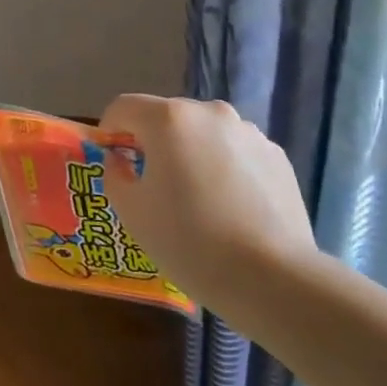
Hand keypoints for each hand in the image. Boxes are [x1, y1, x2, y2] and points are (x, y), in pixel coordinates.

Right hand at [98, 94, 317, 297]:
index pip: (124, 107)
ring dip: (191, 153)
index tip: (112, 160)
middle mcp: (210, 112)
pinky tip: (230, 207)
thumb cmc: (189, 240)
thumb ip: (115, 175)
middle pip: (167, 117)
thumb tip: (121, 161)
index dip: (110, 130)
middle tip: (152, 184)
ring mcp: (248, 132)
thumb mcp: (132, 212)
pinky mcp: (276, 155)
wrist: (272, 277)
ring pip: (204, 134)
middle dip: (153, 143)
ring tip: (196, 199)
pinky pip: (235, 152)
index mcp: (169, 119)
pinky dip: (224, 168)